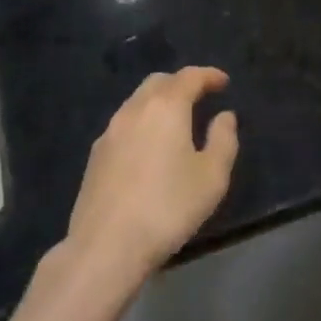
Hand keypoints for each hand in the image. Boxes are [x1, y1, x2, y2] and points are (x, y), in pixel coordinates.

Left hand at [63, 67, 239, 289]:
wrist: (106, 245)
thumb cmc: (168, 208)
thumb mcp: (212, 177)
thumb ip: (223, 140)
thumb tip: (225, 116)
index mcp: (165, 108)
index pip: (189, 77)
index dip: (208, 75)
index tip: (224, 82)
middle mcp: (134, 110)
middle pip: (159, 82)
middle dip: (181, 83)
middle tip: (200, 96)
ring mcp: (110, 132)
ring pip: (137, 102)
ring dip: (159, 102)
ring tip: (176, 121)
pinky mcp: (96, 156)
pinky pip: (124, 124)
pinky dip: (142, 122)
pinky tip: (150, 146)